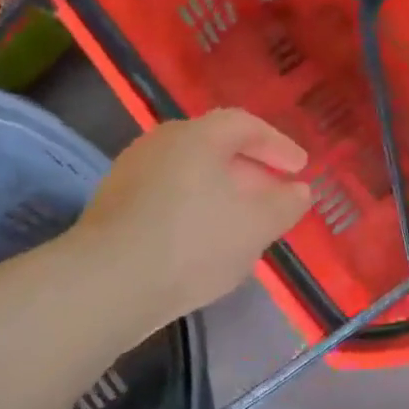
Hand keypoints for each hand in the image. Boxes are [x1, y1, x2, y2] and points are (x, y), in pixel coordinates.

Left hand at [78, 109, 311, 328]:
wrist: (108, 282)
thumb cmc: (194, 243)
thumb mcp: (256, 227)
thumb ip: (285, 205)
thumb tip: (299, 190)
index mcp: (197, 137)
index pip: (245, 125)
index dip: (278, 144)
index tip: (300, 168)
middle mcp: (161, 143)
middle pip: (215, 146)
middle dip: (251, 169)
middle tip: (274, 195)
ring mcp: (132, 172)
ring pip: (190, 172)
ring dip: (222, 191)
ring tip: (242, 221)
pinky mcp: (114, 204)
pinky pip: (168, 194)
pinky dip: (195, 207)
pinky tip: (204, 240)